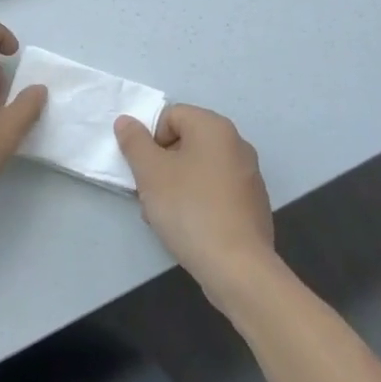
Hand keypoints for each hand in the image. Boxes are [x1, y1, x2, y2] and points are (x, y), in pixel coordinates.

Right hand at [115, 105, 278, 306]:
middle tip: (149, 192)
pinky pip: (216, 191)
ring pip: (199, 168)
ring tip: (164, 215)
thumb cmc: (189, 208)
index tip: (143, 169)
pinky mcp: (253, 204)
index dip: (150, 138)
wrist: (237, 267)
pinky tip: (188, 228)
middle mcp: (237, 144)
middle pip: (185, 141)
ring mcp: (249, 175)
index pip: (171, 115)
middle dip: (161, 164)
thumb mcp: (150, 172)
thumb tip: (127, 121)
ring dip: (176, 185)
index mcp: (214, 128)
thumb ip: (134, 142)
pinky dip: (198, 201)